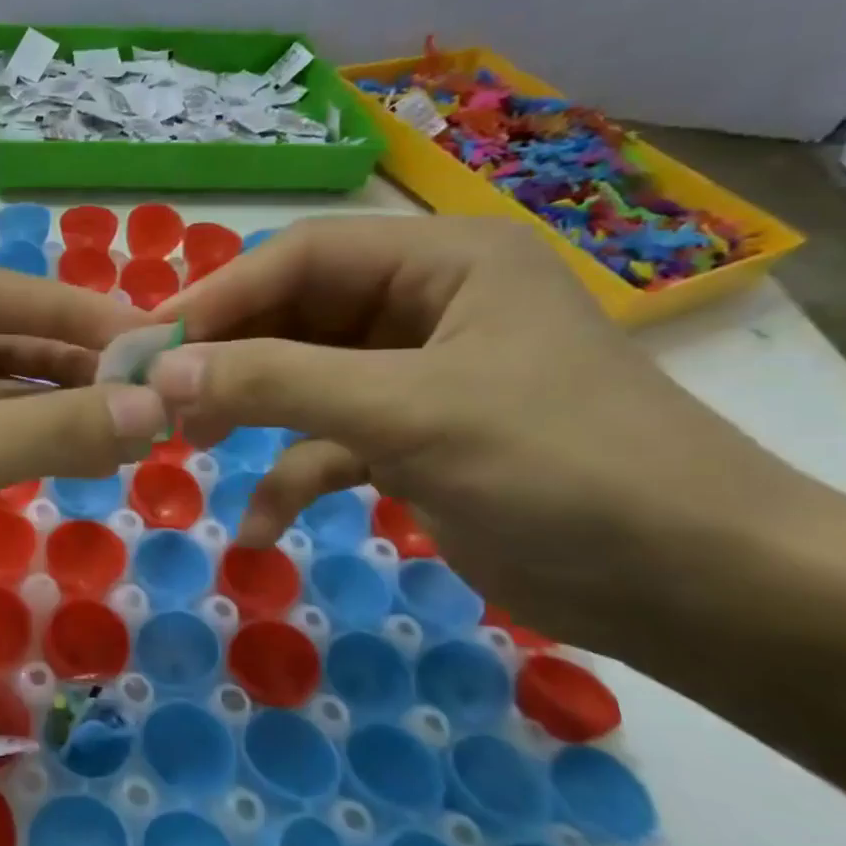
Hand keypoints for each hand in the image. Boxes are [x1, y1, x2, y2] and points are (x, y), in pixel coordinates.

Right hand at [147, 216, 805, 653]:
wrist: (696, 589)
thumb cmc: (560, 468)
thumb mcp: (407, 413)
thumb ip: (278, 382)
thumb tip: (165, 372)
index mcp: (443, 263)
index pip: (302, 257)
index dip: (219, 296)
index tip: (149, 344)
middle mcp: (425, 308)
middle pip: (294, 317)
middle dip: (227, 360)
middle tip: (157, 398)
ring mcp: (415, 379)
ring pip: (303, 382)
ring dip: (248, 416)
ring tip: (187, 447)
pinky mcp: (411, 442)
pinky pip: (327, 446)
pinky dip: (289, 480)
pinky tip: (257, 529)